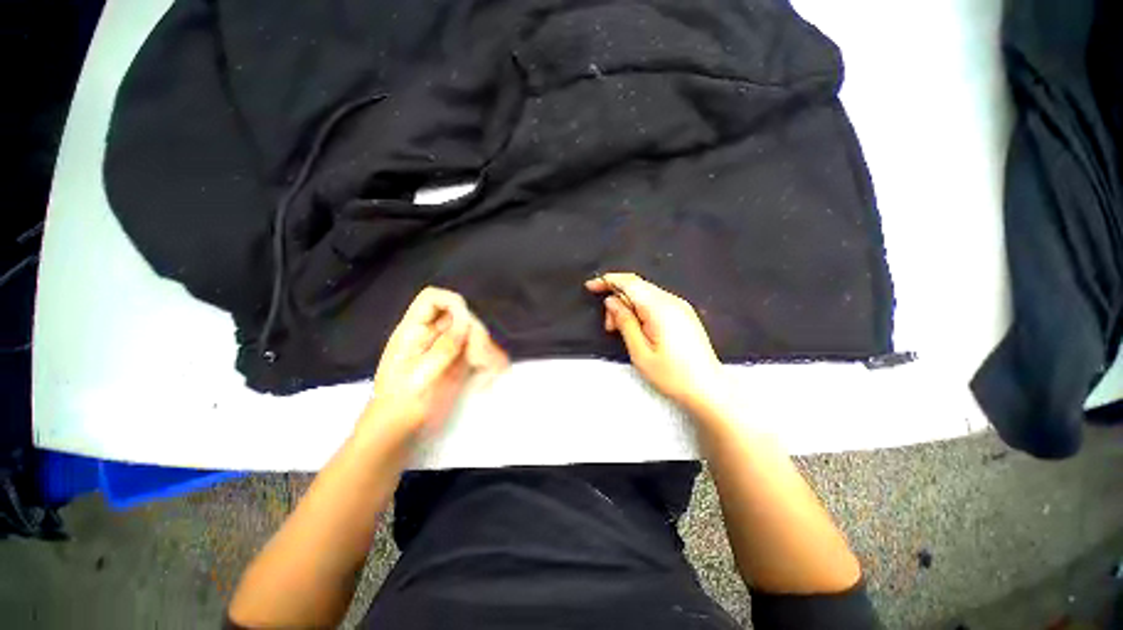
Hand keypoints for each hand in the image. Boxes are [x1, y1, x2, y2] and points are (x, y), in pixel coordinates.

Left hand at [361, 287, 507, 442]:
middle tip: (479, 358)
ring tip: (488, 371)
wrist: (398, 435)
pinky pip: (478, 351)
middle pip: (460, 317)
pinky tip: (488, 376)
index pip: (432, 299)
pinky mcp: (457, 363)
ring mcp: (446, 349)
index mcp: (413, 332)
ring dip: (484, 349)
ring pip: (473, 334)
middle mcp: (431, 335)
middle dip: (474, 334)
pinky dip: (487, 360)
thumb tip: (466, 321)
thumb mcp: (421, 377)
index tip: (466, 324)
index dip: (452, 302)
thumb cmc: (401, 407)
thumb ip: (444, 347)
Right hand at [586, 273, 724, 411]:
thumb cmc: (672, 375)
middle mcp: (672, 301)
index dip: (608, 280)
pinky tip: (637, 328)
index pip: (630, 283)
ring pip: (645, 295)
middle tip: (609, 327)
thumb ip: (625, 322)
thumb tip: (611, 301)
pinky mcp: (683, 314)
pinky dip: (640, 310)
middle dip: (617, 300)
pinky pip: (655, 302)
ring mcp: (680, 306)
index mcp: (660, 308)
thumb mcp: (640, 352)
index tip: (591, 286)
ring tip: (621, 331)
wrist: (709, 389)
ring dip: (628, 306)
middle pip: (637, 287)